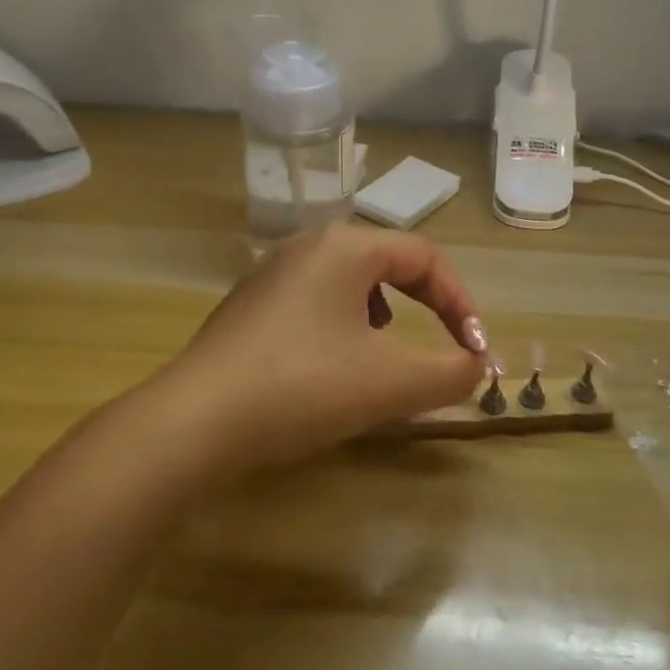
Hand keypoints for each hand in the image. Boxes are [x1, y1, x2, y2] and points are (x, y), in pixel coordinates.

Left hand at [146, 223, 487, 476]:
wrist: (192, 423)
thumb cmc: (302, 387)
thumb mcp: (390, 383)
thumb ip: (449, 372)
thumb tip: (476, 365)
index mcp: (346, 246)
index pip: (425, 257)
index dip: (461, 302)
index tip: (475, 351)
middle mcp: (307, 245)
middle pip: (388, 263)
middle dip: (425, 305)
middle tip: (441, 346)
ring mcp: (271, 273)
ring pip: (350, 282)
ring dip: (384, 314)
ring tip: (384, 355)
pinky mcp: (248, 306)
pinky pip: (315, 302)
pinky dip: (343, 327)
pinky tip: (331, 367)